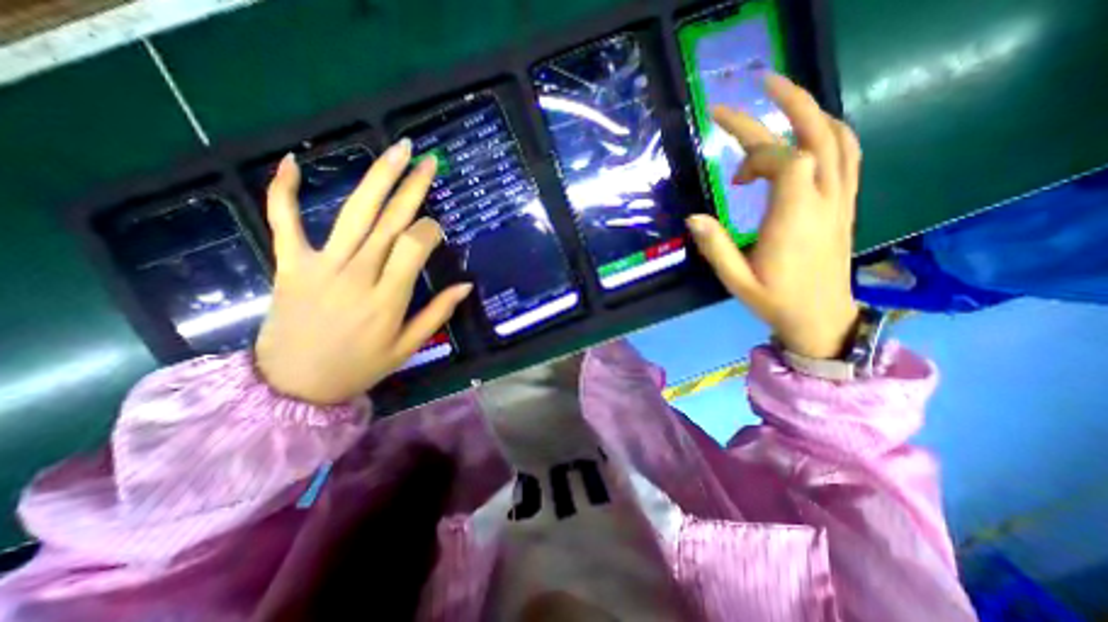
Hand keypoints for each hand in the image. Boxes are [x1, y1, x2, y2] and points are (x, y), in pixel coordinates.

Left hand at [255, 138, 470, 404]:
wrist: (292, 385)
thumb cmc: (359, 367)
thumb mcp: (407, 347)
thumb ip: (437, 313)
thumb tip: (466, 286)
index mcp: (388, 298)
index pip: (415, 246)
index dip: (429, 230)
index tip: (436, 228)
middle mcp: (358, 274)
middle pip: (390, 221)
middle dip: (412, 187)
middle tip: (428, 160)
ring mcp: (321, 265)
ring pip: (354, 213)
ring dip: (377, 178)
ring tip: (396, 150)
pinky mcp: (290, 263)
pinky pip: (284, 221)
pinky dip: (284, 190)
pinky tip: (293, 160)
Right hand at [691, 74, 859, 358]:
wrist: (821, 318)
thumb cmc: (776, 301)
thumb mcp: (736, 281)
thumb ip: (716, 247)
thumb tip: (693, 216)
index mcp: (795, 220)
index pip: (787, 161)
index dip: (757, 154)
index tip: (733, 174)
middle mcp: (824, 201)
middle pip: (816, 136)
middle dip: (787, 104)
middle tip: (758, 84)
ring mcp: (840, 200)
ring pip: (838, 139)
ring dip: (810, 112)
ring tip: (780, 99)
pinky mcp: (845, 203)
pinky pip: (847, 155)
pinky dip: (828, 133)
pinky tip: (806, 133)